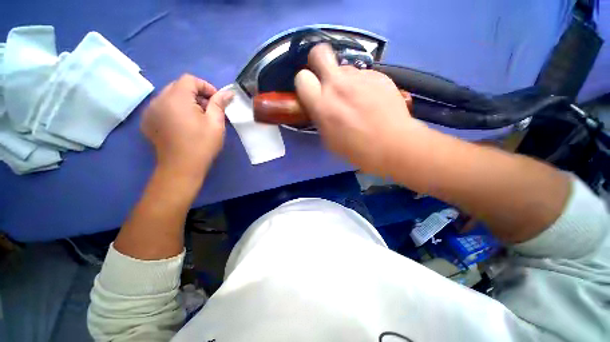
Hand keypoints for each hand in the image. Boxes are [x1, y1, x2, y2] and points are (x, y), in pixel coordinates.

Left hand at [141, 74, 232, 178]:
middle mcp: (158, 100)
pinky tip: (183, 124)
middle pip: (178, 86)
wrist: (181, 168)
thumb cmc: (202, 144)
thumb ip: (219, 104)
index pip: (190, 79)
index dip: (206, 87)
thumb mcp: (215, 123)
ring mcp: (150, 111)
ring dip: (185, 102)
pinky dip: (174, 110)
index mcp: (176, 98)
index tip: (216, 101)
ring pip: (169, 96)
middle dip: (196, 94)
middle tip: (208, 110)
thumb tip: (228, 93)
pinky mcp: (148, 121)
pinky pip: (162, 107)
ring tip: (196, 118)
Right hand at [295, 44, 423, 174]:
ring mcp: (360, 77)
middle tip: (325, 78)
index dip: (305, 83)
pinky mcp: (379, 75)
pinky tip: (371, 99)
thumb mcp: (328, 139)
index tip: (311, 91)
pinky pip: (363, 74)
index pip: (301, 78)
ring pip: (344, 67)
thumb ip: (320, 117)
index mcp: (322, 104)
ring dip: (344, 79)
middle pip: (319, 52)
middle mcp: (338, 85)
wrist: (392, 144)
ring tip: (355, 97)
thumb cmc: (356, 149)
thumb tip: (319, 107)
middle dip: (318, 61)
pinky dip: (362, 84)